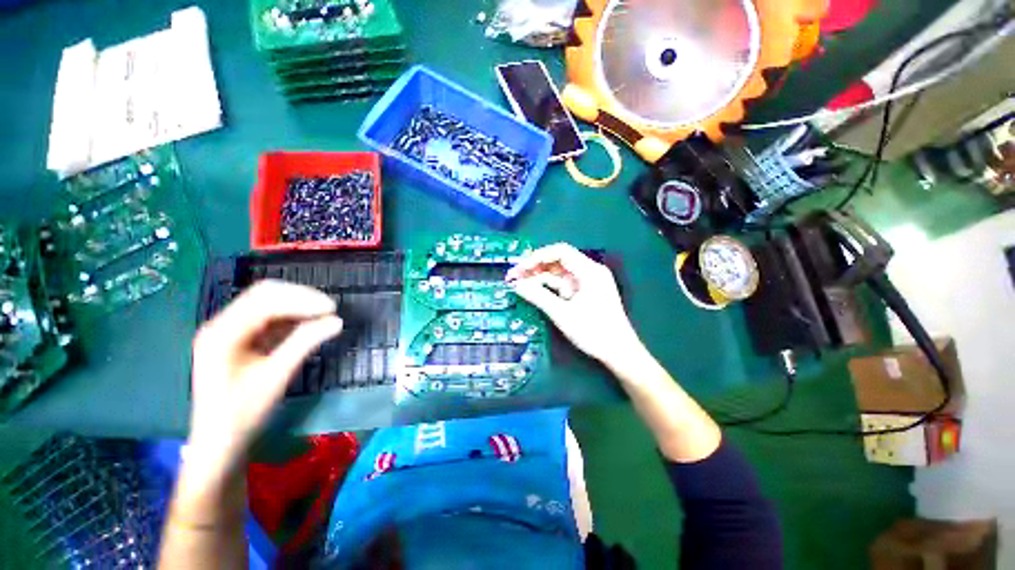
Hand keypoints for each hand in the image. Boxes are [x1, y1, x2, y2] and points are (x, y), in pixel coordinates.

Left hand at [188, 280, 342, 475]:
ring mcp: (230, 331)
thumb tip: (337, 321)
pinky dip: (291, 317)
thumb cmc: (243, 412)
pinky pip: (269, 318)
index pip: (265, 299)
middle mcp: (222, 324)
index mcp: (223, 332)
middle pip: (264, 295)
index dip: (301, 299)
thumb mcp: (276, 376)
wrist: (220, 441)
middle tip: (330, 309)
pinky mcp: (240, 339)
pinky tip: (309, 323)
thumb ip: (305, 343)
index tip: (332, 308)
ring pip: (267, 304)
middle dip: (300, 298)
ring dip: (297, 306)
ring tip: (324, 315)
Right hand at [507, 243, 639, 366]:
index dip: (537, 257)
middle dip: (535, 267)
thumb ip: (538, 297)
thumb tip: (517, 285)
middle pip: (558, 261)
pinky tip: (533, 291)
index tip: (520, 267)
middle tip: (514, 276)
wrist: (619, 353)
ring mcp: (586, 283)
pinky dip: (548, 288)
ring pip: (558, 274)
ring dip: (539, 278)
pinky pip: (563, 285)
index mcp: (589, 271)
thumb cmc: (594, 332)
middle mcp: (589, 272)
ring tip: (518, 284)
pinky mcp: (583, 293)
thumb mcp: (563, 314)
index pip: (560, 252)